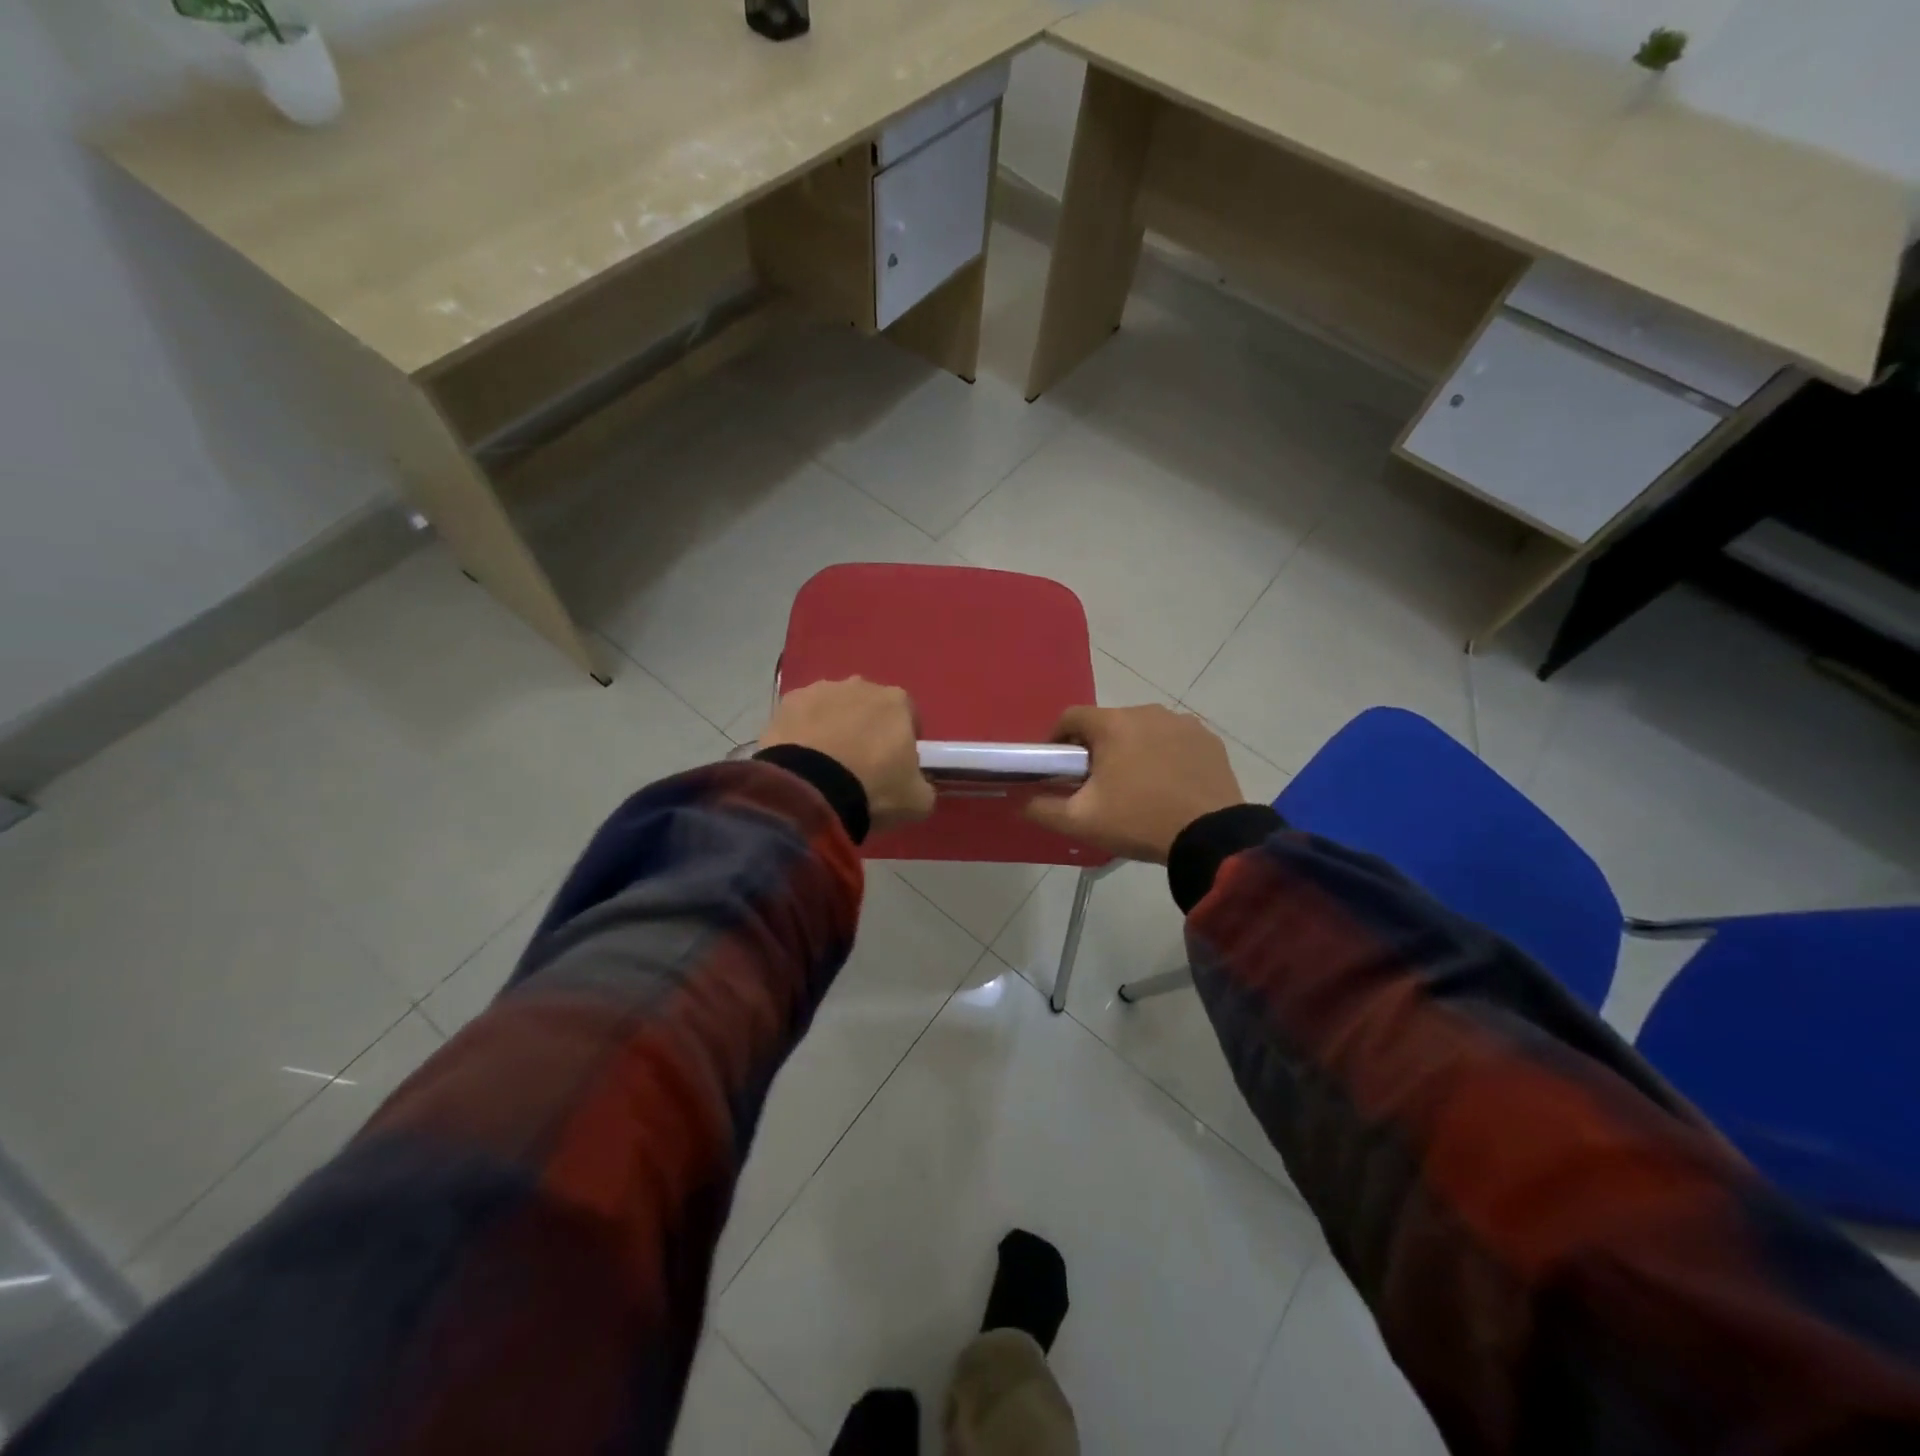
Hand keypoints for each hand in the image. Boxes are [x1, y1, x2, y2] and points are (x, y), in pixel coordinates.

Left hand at [761, 677, 934, 832]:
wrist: (810, 792)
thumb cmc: (873, 789)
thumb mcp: (918, 800)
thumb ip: (922, 784)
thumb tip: (916, 783)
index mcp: (896, 701)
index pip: (908, 715)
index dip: (905, 739)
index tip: (897, 765)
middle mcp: (860, 685)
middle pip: (869, 707)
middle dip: (867, 729)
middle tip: (860, 765)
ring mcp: (820, 690)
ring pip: (833, 708)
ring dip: (834, 727)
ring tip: (826, 765)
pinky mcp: (787, 703)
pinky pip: (802, 717)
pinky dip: (803, 733)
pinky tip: (801, 760)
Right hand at [1025, 705, 1244, 862]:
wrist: (1211, 837)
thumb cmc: (1139, 821)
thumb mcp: (1081, 821)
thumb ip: (1042, 808)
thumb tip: (1019, 800)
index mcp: (1112, 724)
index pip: (1070, 717)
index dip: (1056, 740)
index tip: (1056, 767)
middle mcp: (1147, 711)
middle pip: (1108, 723)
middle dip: (1096, 747)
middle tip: (1095, 783)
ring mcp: (1182, 723)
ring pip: (1142, 730)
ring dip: (1131, 749)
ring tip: (1134, 786)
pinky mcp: (1208, 740)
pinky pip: (1174, 740)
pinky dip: (1164, 755)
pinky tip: (1167, 785)